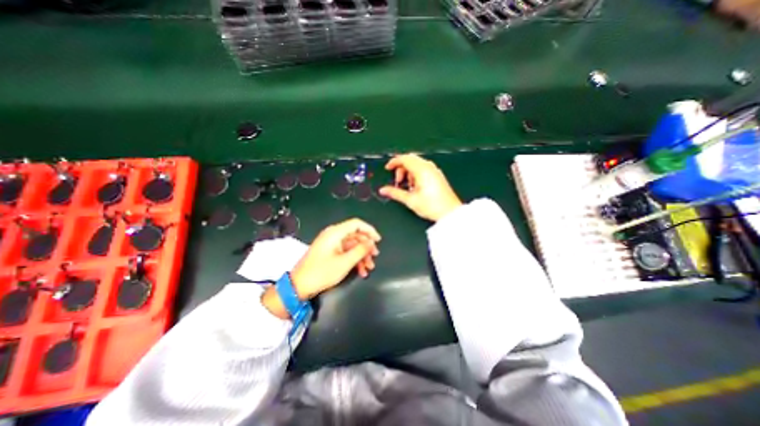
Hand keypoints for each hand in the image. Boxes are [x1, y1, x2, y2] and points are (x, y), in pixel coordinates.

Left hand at [289, 220, 380, 299]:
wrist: (299, 286)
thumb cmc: (322, 272)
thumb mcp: (345, 262)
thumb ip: (360, 250)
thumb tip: (371, 242)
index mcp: (335, 233)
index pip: (356, 224)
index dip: (369, 230)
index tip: (378, 240)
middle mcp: (333, 235)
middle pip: (355, 235)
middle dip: (366, 247)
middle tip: (375, 257)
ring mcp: (331, 244)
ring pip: (352, 245)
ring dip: (361, 256)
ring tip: (368, 268)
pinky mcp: (330, 252)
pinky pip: (346, 252)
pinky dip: (354, 260)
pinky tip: (360, 271)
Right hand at [380, 153, 463, 220]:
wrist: (450, 213)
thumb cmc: (433, 206)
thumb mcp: (410, 200)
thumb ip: (395, 193)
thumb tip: (384, 190)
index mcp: (422, 170)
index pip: (405, 158)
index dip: (394, 162)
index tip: (388, 168)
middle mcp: (429, 167)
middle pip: (410, 160)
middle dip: (401, 168)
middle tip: (398, 181)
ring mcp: (434, 171)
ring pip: (417, 164)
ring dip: (408, 172)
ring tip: (408, 187)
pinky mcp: (437, 176)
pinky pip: (423, 169)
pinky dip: (416, 174)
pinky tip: (416, 187)